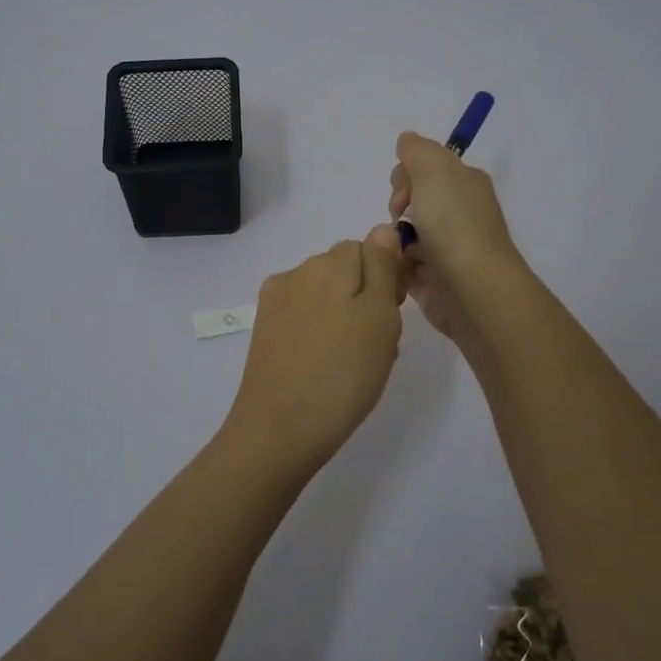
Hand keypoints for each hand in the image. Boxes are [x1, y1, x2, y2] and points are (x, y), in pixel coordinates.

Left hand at [221, 225, 407, 473]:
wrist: (280, 432)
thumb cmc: (343, 374)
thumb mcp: (380, 317)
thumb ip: (382, 267)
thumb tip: (382, 229)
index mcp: (327, 264)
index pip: (367, 248)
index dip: (387, 277)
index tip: (395, 313)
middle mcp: (296, 273)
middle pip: (345, 271)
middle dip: (366, 298)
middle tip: (380, 343)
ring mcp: (276, 303)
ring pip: (326, 297)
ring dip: (347, 318)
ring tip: (358, 363)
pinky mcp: (265, 331)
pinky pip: (306, 319)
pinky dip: (323, 334)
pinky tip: (331, 368)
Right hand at [388, 131, 519, 337]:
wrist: (471, 286)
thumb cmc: (453, 222)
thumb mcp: (433, 168)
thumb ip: (416, 149)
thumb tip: (407, 140)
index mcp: (465, 183)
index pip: (426, 168)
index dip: (406, 176)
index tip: (405, 192)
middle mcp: (460, 212)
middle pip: (411, 199)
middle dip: (397, 208)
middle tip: (401, 221)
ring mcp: (448, 247)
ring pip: (403, 234)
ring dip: (393, 239)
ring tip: (398, 252)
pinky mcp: (436, 278)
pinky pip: (404, 265)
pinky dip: (397, 266)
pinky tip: (399, 271)